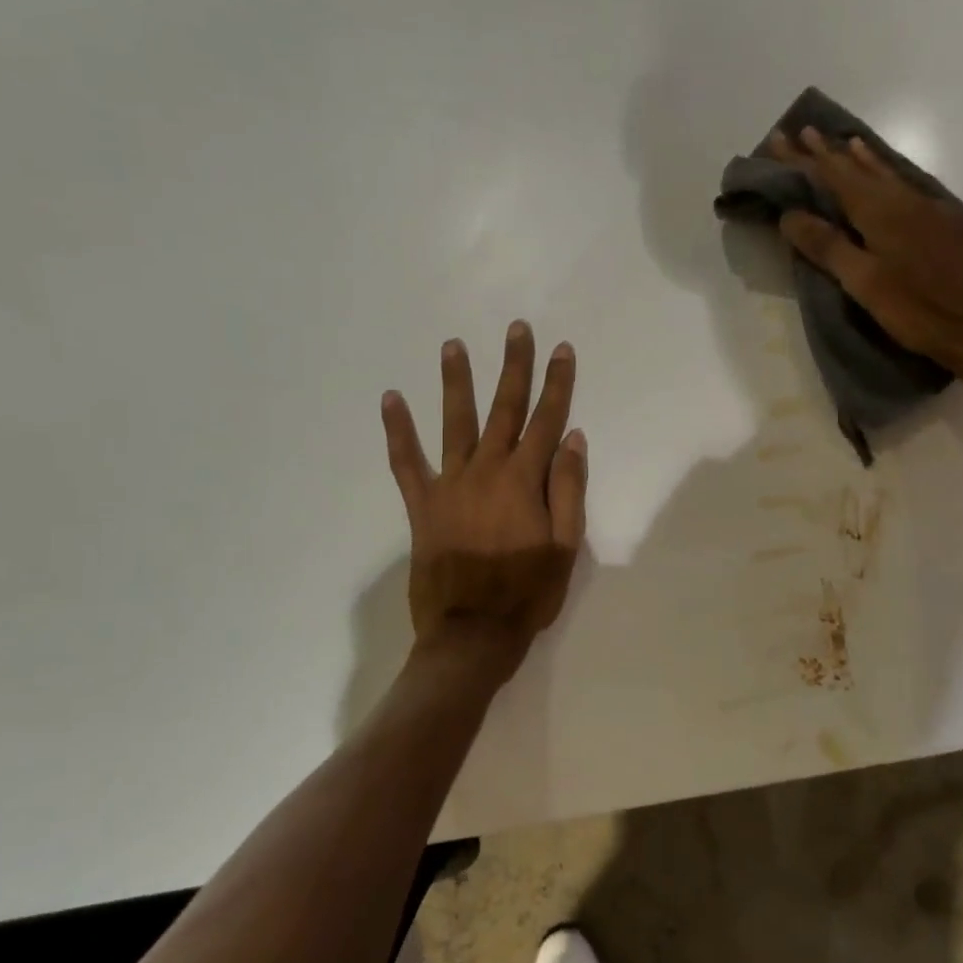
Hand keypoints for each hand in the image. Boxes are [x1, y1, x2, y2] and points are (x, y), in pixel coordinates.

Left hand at [381, 321, 586, 679]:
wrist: (472, 633)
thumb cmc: (528, 593)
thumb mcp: (565, 546)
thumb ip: (568, 489)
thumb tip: (572, 438)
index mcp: (525, 481)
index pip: (546, 420)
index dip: (557, 383)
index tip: (561, 349)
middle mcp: (487, 471)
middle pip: (504, 409)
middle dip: (514, 367)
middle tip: (517, 329)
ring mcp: (450, 485)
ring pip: (455, 423)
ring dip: (456, 382)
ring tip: (452, 345)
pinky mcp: (422, 505)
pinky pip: (406, 462)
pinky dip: (398, 431)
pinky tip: (391, 399)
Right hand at [768, 127, 962, 380]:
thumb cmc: (914, 308)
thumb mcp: (862, 281)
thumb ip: (827, 245)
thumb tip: (790, 214)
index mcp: (879, 210)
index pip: (832, 176)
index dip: (804, 160)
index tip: (778, 140)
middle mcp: (903, 199)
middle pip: (857, 170)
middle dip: (827, 153)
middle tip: (803, 131)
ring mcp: (926, 209)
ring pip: (885, 174)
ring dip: (860, 158)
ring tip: (845, 141)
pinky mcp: (941, 224)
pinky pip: (903, 186)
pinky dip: (885, 174)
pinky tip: (887, 177)